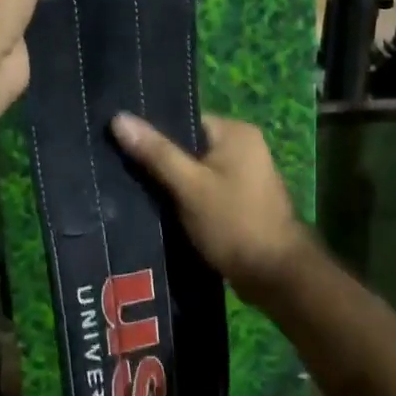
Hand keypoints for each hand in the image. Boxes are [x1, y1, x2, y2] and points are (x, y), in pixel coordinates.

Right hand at [110, 113, 308, 304]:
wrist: (276, 277)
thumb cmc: (234, 223)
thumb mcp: (189, 186)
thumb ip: (155, 152)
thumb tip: (119, 118)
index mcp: (235, 131)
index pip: (184, 120)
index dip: (153, 133)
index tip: (121, 146)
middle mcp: (244, 146)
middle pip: (188, 145)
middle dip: (159, 160)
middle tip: (122, 171)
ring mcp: (245, 175)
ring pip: (194, 170)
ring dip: (171, 183)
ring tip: (134, 191)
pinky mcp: (241, 201)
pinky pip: (204, 189)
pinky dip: (185, 198)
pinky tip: (159, 210)